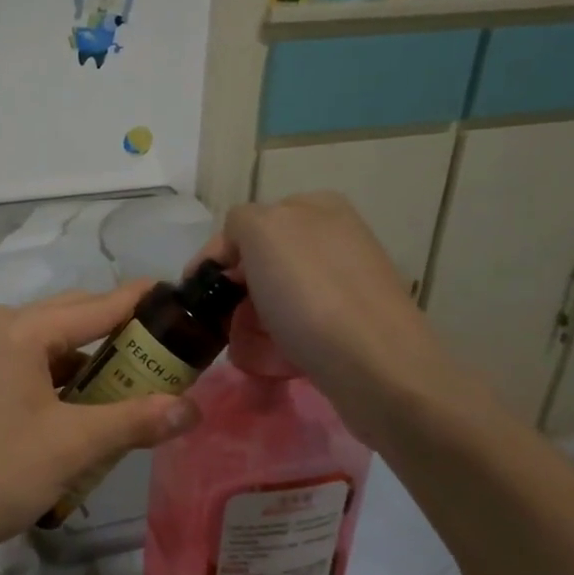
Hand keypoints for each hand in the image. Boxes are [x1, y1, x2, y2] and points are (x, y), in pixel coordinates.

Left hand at [0, 284, 200, 574]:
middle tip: (171, 363)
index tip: (188, 307)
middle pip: (76, 320)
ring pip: (55, 350)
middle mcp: (1, 331)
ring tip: (137, 395)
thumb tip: (194, 408)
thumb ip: (136, 420)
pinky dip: (65, 388)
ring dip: (94, 368)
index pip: (100, 303)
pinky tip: (87, 417)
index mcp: (23, 329)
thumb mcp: (73, 446)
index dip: (145, 303)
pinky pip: (33, 373)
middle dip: (123, 339)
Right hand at [201, 193, 479, 447]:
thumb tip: (238, 251)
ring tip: (246, 348)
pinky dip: (278, 342)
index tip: (197, 293)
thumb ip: (240, 222)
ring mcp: (346, 281)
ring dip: (252, 321)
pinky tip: (275, 358)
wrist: (375, 367)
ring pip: (276, 297)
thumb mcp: (262, 231)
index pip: (246, 225)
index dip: (217, 257)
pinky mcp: (352, 323)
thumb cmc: (311, 294)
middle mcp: (335, 237)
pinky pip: (298, 325)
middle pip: (261, 262)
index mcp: (317, 207)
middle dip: (236, 292)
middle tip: (221, 323)